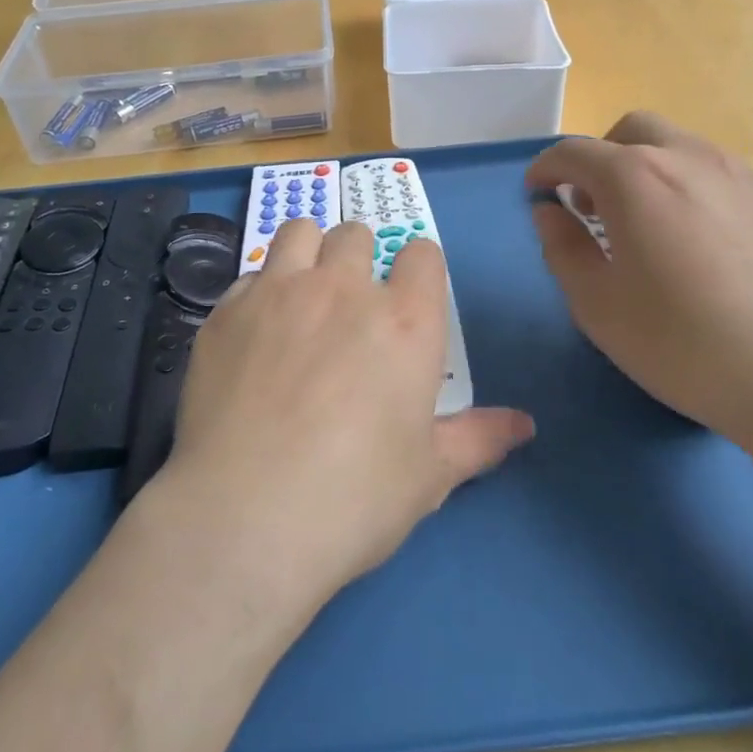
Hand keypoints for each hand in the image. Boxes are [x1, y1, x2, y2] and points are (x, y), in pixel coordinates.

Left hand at [158, 219, 534, 604]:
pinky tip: (254, 336)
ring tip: (302, 293)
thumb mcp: (429, 476)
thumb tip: (525, 425)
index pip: (423, 254)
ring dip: (308, 252)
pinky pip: (249, 275)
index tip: (410, 298)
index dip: (418, 271)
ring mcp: (280, 292)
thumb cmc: (354, 500)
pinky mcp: (227, 311)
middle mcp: (344, 289)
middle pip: (357, 233)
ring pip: (300, 232)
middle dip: (360, 257)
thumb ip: (477, 438)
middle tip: (350, 303)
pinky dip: (259, 293)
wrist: (244, 519)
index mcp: (406, 321)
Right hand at [526, 112, 752, 465]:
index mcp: (634, 177)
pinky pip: (710, 170)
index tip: (534, 193)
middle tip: (589, 206)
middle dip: (598, 158)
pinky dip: (681, 183)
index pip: (574, 152)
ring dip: (641, 168)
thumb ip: (562, 247)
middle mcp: (686, 157)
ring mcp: (736, 174)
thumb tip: (549, 211)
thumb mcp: (597, 305)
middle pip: (630, 131)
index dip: (545, 169)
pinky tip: (689, 239)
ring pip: (675, 146)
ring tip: (639, 225)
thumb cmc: (683, 343)